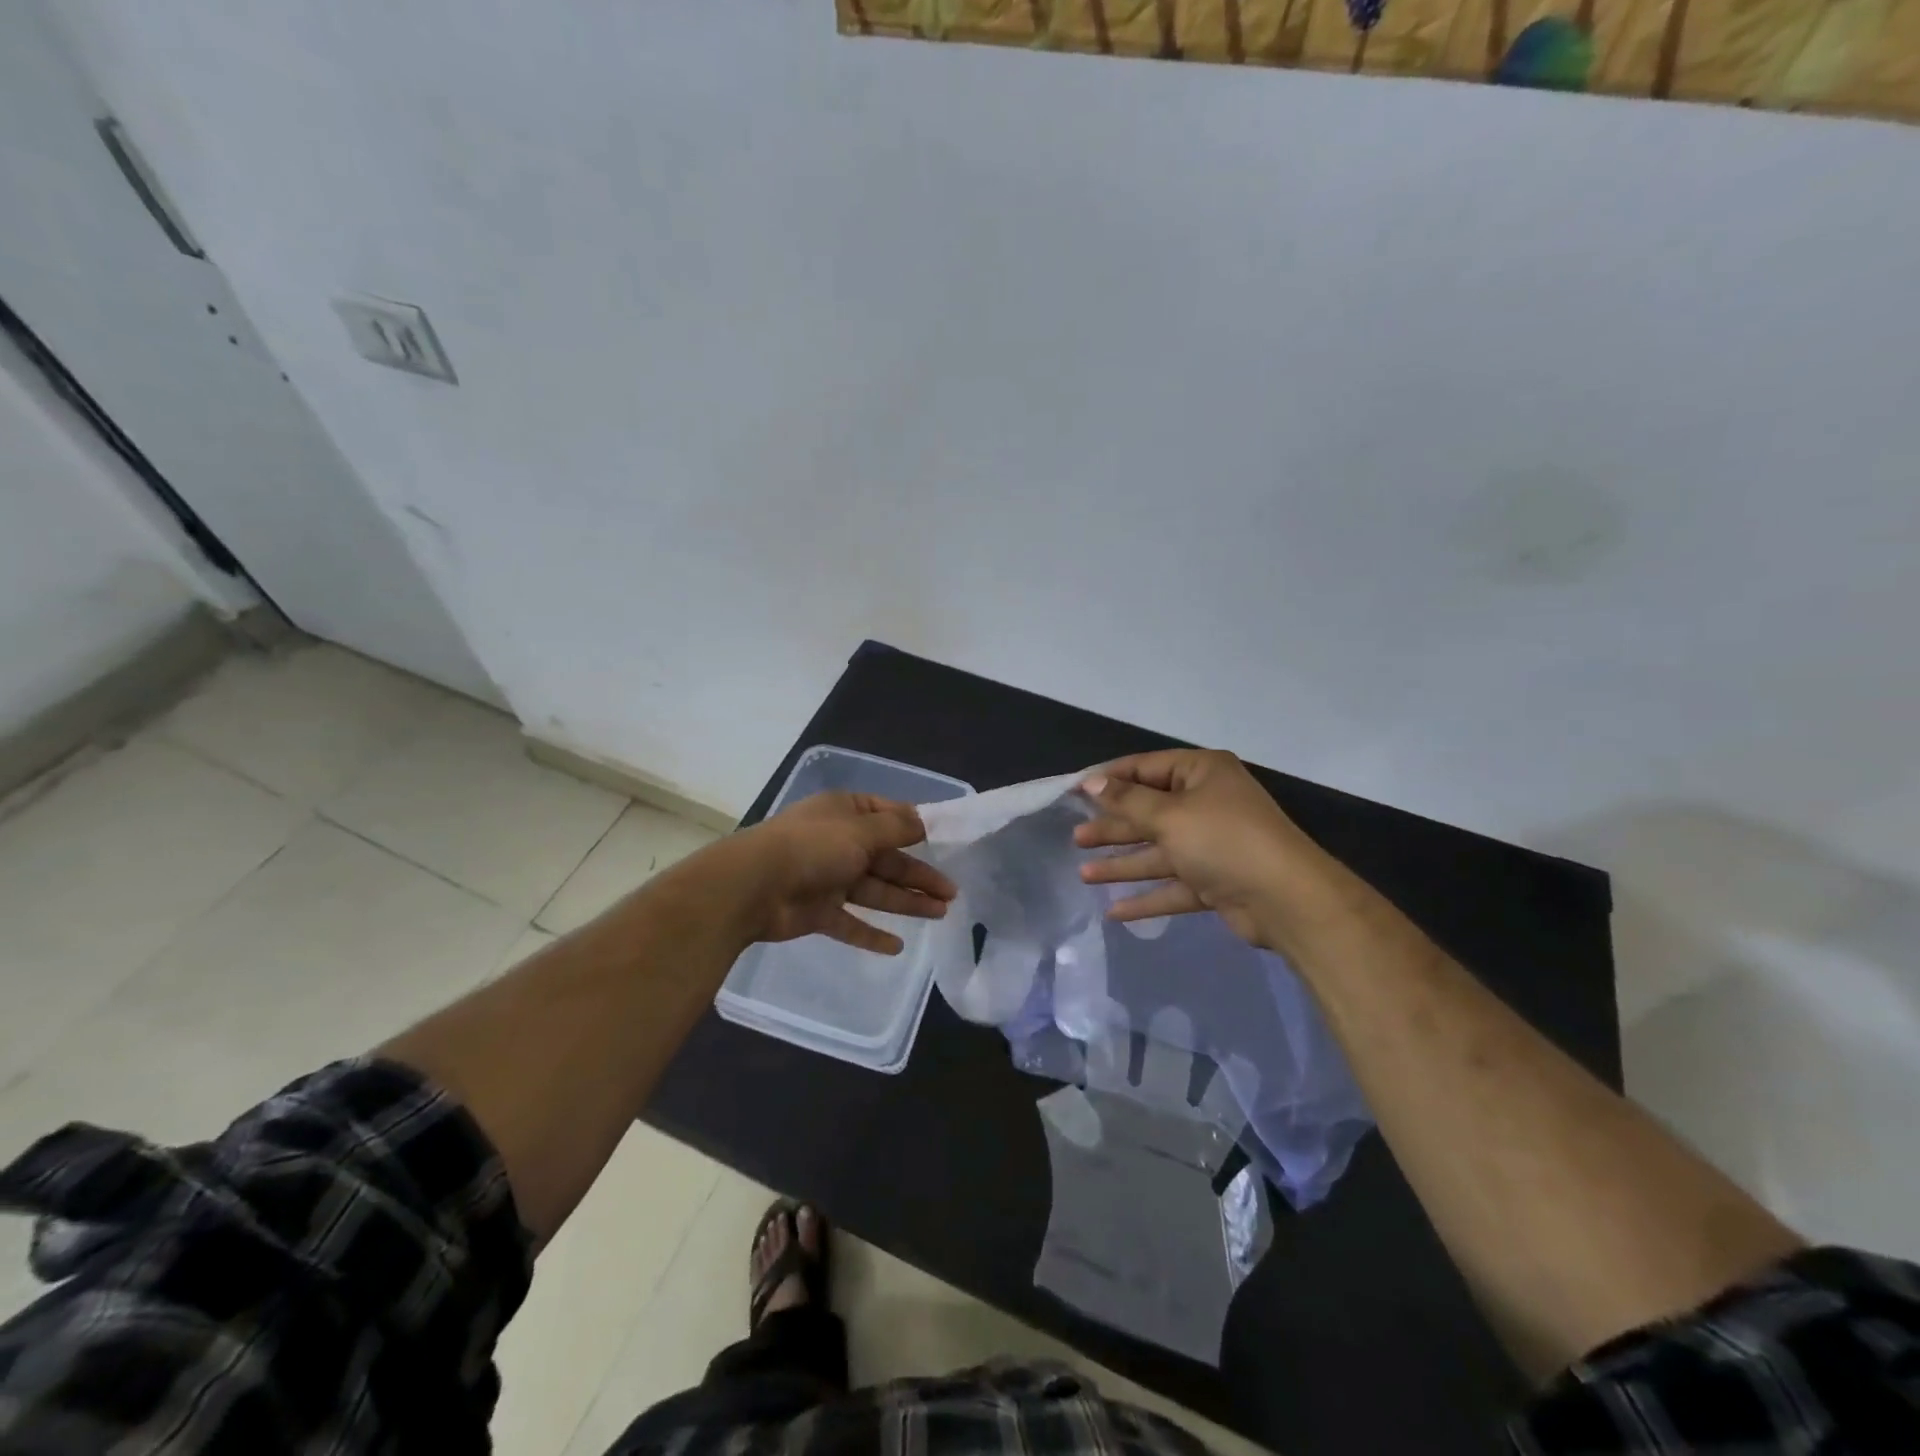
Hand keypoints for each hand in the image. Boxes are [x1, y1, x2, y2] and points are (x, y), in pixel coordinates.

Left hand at [735, 791, 955, 954]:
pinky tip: (897, 947)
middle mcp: (838, 842)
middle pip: (887, 859)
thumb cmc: (812, 847)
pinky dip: (871, 933)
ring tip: (941, 914)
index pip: (888, 816)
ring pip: (875, 890)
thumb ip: (896, 829)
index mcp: (846, 813)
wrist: (752, 887)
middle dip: (919, 875)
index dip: (916, 829)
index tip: (946, 842)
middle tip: (952, 893)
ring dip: (906, 902)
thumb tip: (925, 820)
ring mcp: (827, 878)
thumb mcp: (861, 830)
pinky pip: (851, 922)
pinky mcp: (818, 911)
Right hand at [1073, 748, 1348, 951]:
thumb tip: (1091, 782)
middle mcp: (1207, 803)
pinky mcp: (1216, 881)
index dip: (1109, 779)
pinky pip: (1173, 885)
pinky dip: (1147, 897)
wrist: (1287, 899)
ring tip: (1084, 874)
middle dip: (1113, 826)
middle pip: (1149, 812)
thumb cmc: (1223, 840)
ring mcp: (1212, 844)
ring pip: (1158, 851)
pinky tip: (1115, 911)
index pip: (1146, 768)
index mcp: (1201, 774)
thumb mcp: (1169, 815)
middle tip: (1077, 837)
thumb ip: (1126, 801)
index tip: (1073, 791)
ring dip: (1123, 863)